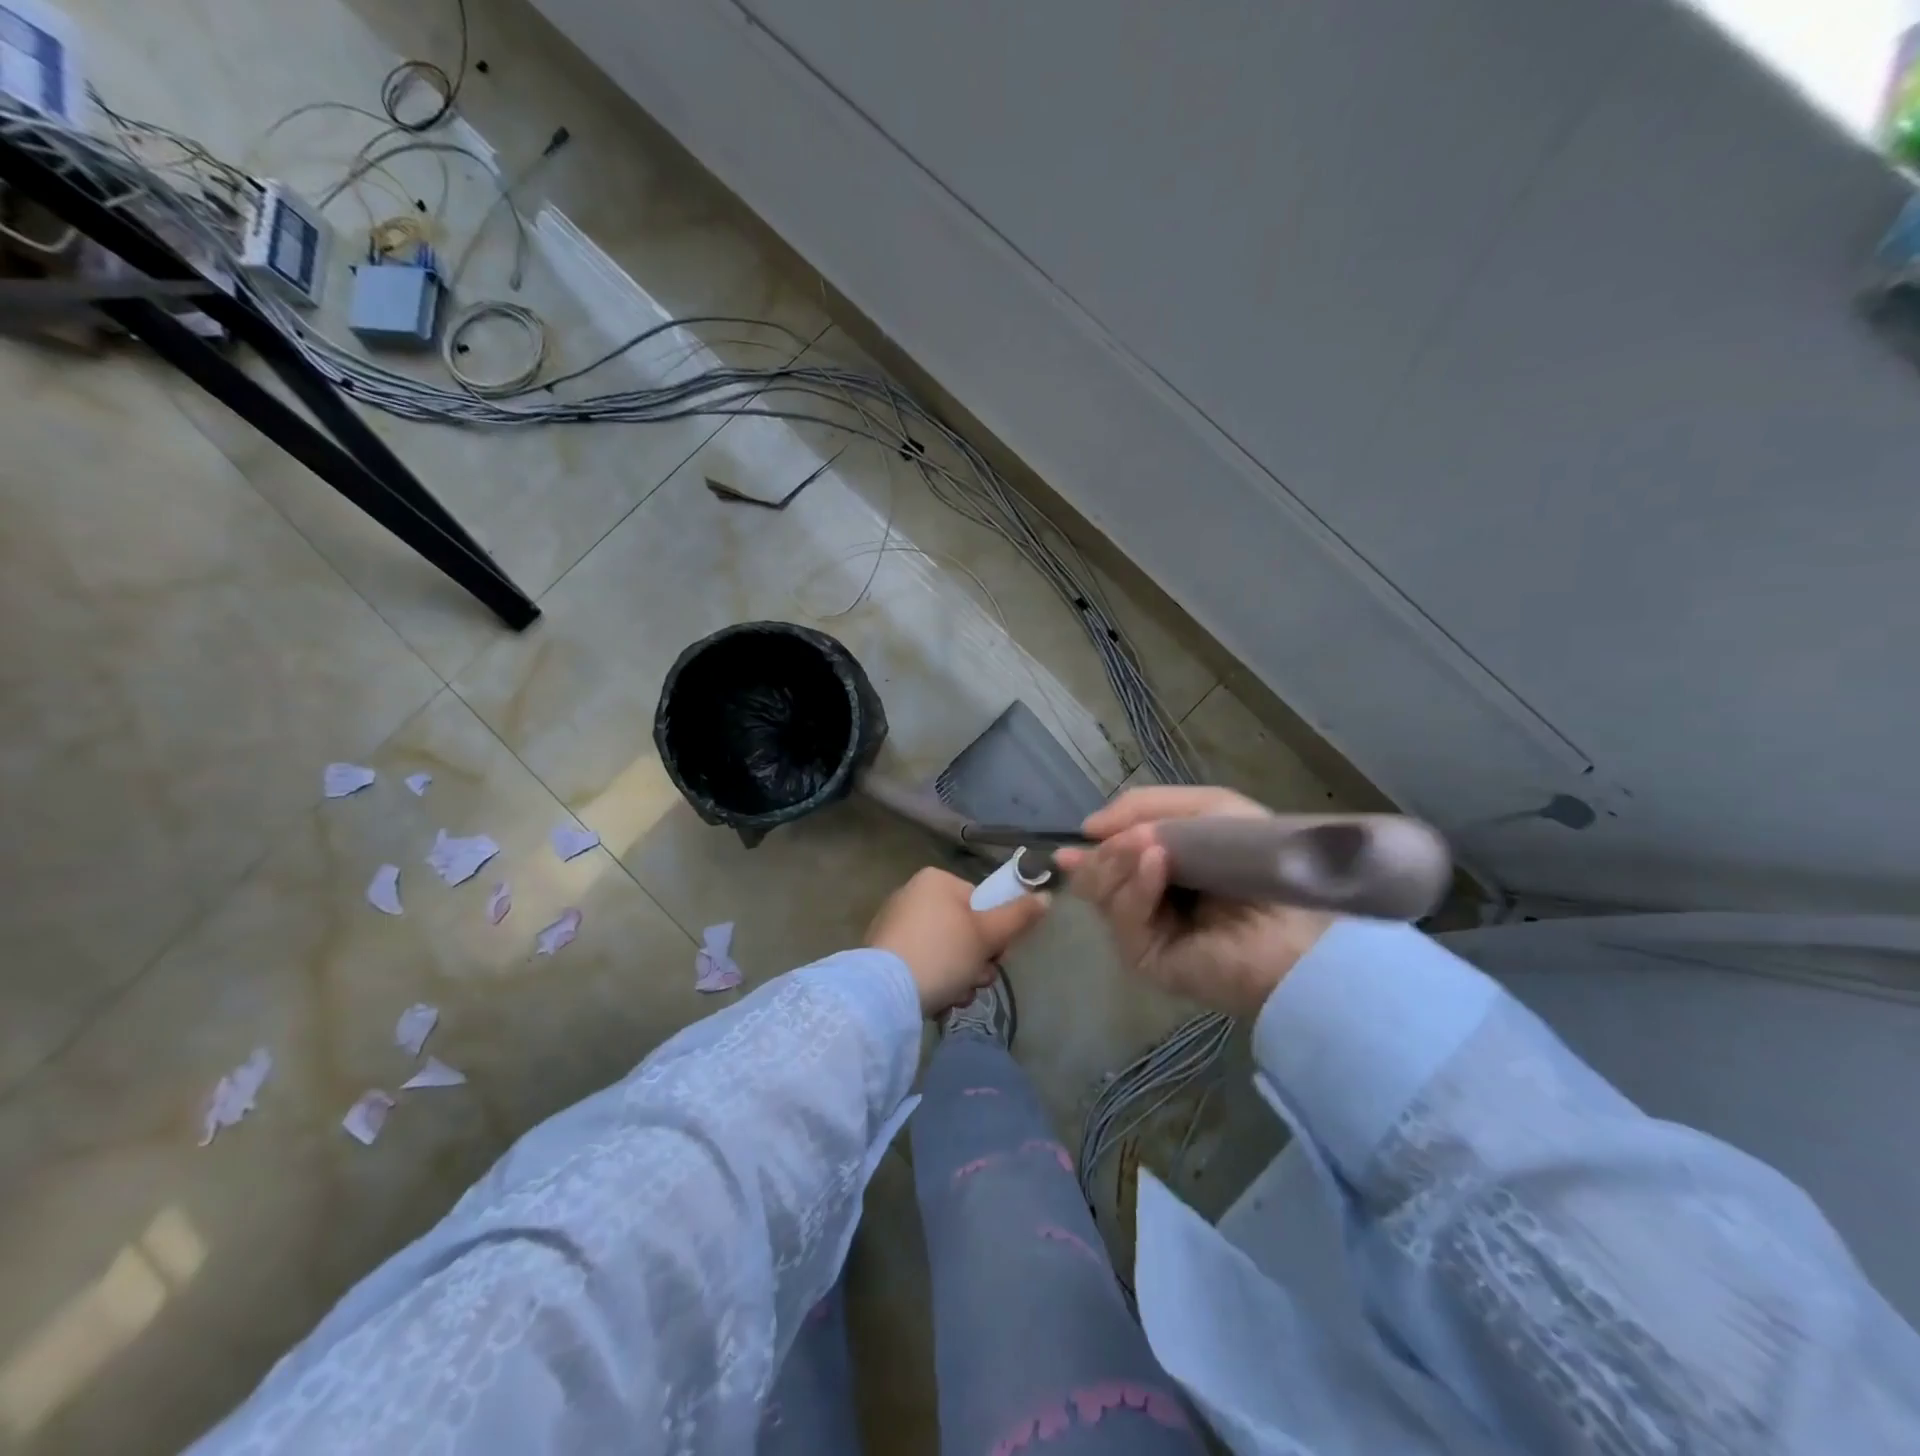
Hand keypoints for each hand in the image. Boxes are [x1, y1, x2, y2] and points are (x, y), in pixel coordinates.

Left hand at [867, 867, 1051, 1015]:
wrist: (884, 993)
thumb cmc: (942, 953)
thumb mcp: (988, 934)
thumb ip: (1019, 915)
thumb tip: (1046, 896)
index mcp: (935, 880)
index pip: (980, 902)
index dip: (995, 931)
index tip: (997, 954)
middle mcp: (912, 895)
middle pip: (964, 929)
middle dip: (977, 960)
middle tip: (977, 979)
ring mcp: (895, 925)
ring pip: (946, 951)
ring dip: (960, 976)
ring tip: (957, 995)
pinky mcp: (883, 954)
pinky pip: (922, 963)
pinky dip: (935, 981)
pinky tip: (938, 1001)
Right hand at [1054, 786, 1334, 1017]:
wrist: (1299, 923)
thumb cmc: (1259, 857)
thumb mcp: (1207, 808)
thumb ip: (1145, 805)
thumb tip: (1087, 829)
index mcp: (1164, 869)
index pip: (1110, 858)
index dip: (1092, 848)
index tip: (1073, 840)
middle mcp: (1149, 901)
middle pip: (1097, 874)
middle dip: (1108, 851)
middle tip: (1131, 839)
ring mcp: (1145, 932)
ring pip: (1102, 891)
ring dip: (1120, 860)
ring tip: (1150, 846)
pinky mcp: (1146, 959)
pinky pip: (1125, 916)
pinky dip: (1137, 886)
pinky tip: (1157, 864)